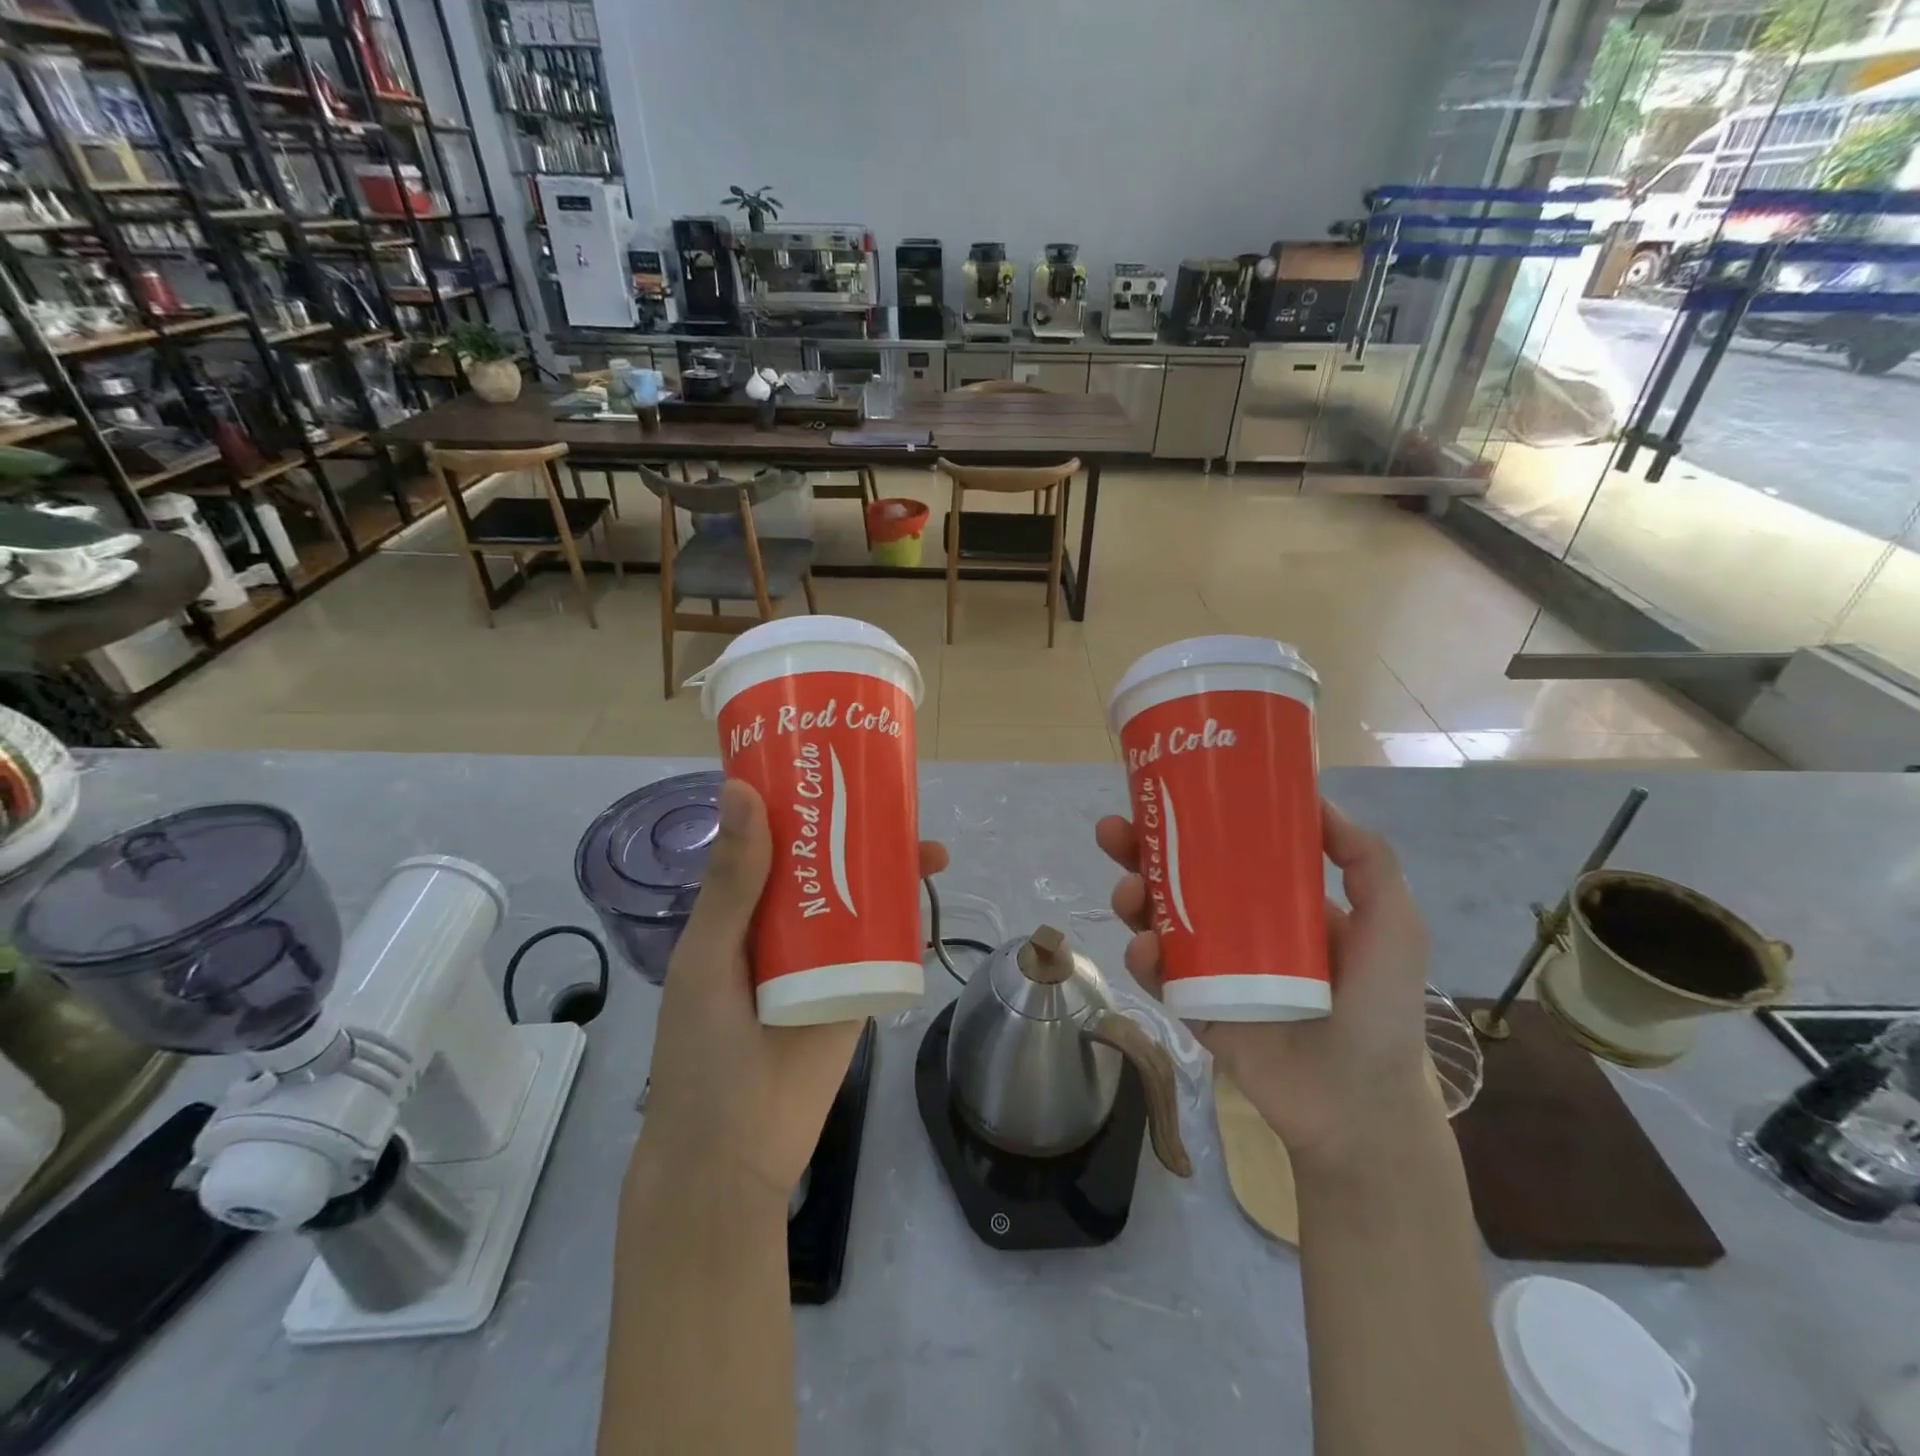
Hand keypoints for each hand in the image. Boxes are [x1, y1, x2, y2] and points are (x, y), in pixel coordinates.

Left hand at [639, 779, 948, 1199]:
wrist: (735, 1150)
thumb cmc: (702, 1048)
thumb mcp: (708, 955)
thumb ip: (732, 881)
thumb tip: (742, 790)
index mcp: (742, 908)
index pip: (774, 841)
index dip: (801, 802)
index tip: (832, 765)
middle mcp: (786, 923)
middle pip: (828, 862)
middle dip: (861, 829)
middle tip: (896, 801)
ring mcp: (825, 955)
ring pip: (862, 896)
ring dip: (891, 869)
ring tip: (927, 847)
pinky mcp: (858, 987)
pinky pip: (885, 944)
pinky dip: (907, 917)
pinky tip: (927, 893)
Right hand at [1095, 799, 1433, 1173]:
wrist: (1359, 1105)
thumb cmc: (1380, 1008)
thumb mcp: (1394, 924)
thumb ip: (1368, 860)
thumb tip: (1315, 797)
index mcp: (1275, 901)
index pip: (1222, 848)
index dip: (1190, 819)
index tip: (1163, 793)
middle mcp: (1234, 925)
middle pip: (1175, 876)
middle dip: (1138, 850)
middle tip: (1114, 830)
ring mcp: (1208, 966)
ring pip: (1155, 919)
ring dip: (1131, 897)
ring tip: (1127, 890)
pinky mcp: (1191, 1006)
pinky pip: (1157, 974)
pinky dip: (1142, 956)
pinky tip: (1145, 947)